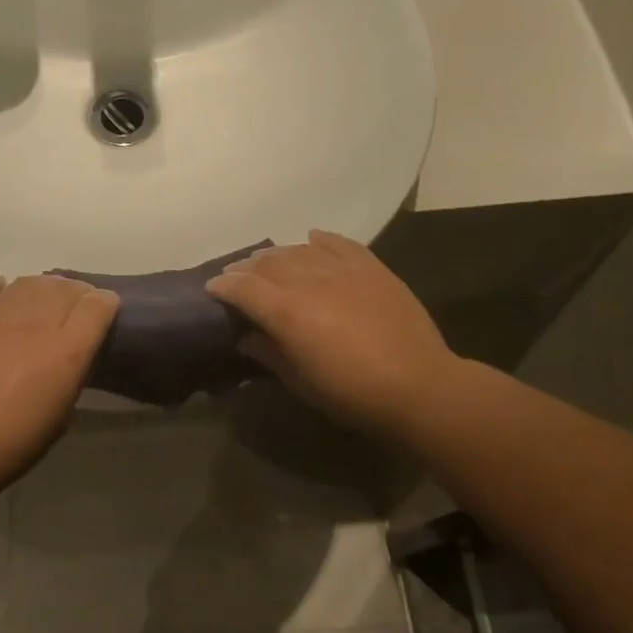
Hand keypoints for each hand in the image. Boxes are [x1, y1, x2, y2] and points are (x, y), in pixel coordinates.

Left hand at [0, 273, 118, 486]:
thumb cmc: (13, 442)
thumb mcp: (62, 414)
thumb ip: (72, 375)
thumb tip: (72, 356)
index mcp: (67, 350)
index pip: (98, 305)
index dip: (106, 304)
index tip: (104, 312)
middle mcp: (36, 323)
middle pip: (65, 287)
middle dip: (76, 293)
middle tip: (72, 309)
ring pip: (29, 281)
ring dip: (41, 288)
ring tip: (39, 302)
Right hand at [206, 231, 460, 437]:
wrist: (419, 385)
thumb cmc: (352, 394)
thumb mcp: (300, 382)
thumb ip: (269, 353)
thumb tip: (246, 337)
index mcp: (287, 312)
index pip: (244, 288)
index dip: (224, 286)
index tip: (212, 289)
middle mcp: (310, 281)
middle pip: (267, 263)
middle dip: (246, 268)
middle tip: (236, 276)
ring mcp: (342, 269)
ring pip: (298, 250)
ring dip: (276, 255)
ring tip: (268, 262)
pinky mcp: (371, 266)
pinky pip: (338, 243)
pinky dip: (319, 240)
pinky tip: (311, 239)